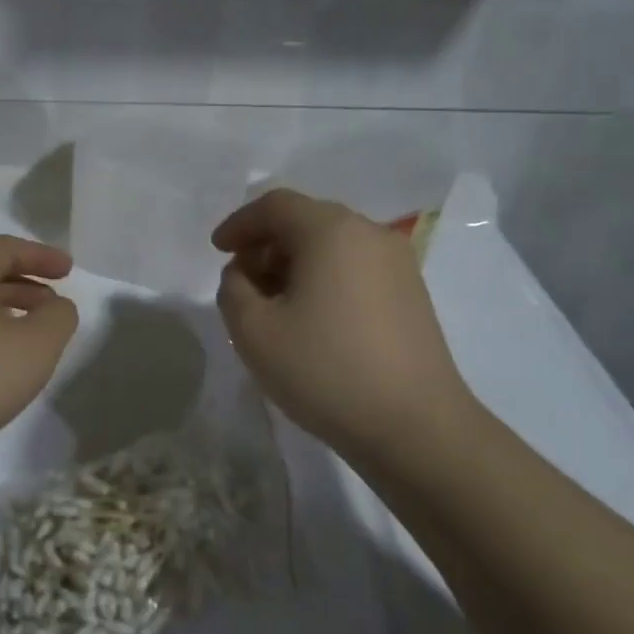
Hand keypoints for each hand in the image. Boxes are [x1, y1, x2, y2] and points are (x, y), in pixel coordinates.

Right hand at [213, 190, 474, 461]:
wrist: (416, 427)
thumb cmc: (326, 371)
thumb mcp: (253, 331)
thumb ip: (233, 289)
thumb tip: (244, 274)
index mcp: (331, 231)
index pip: (275, 206)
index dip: (240, 224)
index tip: (217, 251)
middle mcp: (369, 234)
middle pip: (306, 220)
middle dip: (266, 244)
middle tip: (242, 280)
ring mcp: (397, 263)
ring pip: (332, 244)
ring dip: (294, 262)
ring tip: (273, 303)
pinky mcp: (411, 293)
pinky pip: (355, 267)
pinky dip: (324, 277)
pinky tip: (311, 317)